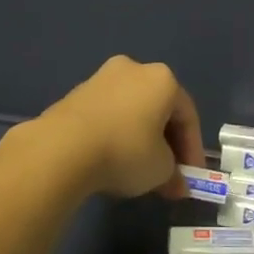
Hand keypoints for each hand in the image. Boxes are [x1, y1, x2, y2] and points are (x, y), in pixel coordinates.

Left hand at [32, 56, 203, 199]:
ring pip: (132, 110)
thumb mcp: (160, 169)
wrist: (62, 148)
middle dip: (166, 144)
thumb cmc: (125, 151)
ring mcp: (102, 77)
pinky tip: (111, 159)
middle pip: (159, 109)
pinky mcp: (76, 92)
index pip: (187, 115)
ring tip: (138, 171)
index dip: (192, 149)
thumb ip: (173, 174)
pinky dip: (115, 134)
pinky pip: (107, 114)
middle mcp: (134, 69)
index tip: (190, 177)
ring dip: (140, 138)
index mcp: (163, 79)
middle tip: (167, 175)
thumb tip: (175, 184)